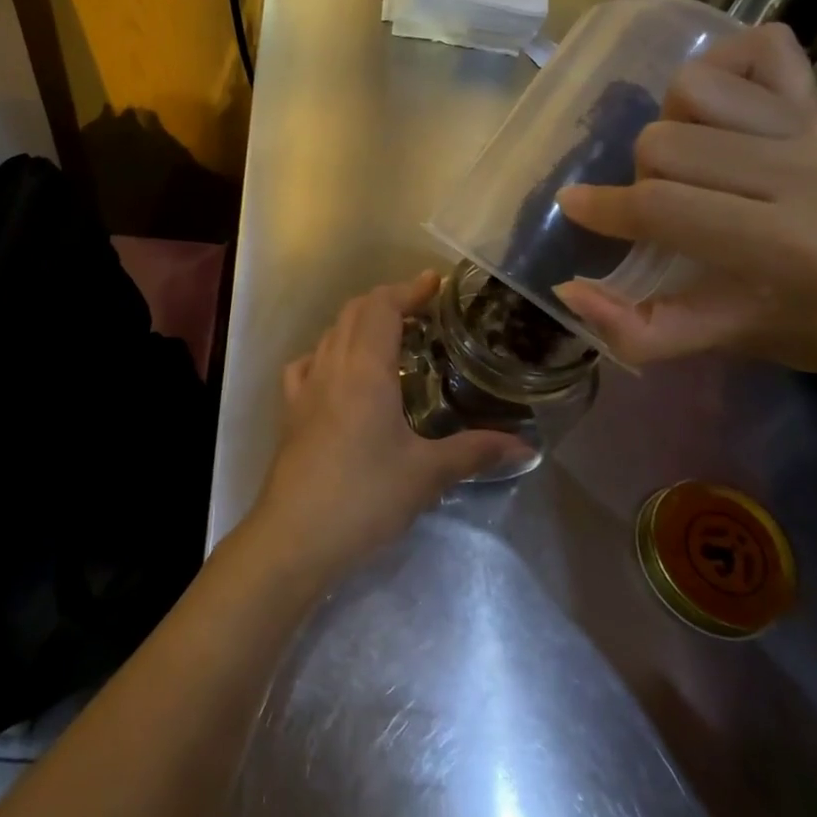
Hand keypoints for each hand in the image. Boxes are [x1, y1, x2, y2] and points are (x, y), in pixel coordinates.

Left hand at [245, 273, 528, 582]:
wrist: (295, 534)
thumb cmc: (365, 496)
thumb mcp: (426, 474)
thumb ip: (475, 452)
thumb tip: (526, 446)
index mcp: (365, 368)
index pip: (383, 307)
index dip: (409, 289)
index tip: (436, 282)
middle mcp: (331, 365)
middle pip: (355, 311)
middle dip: (388, 300)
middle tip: (422, 310)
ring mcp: (305, 386)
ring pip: (331, 333)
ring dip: (359, 323)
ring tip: (390, 338)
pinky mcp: (290, 410)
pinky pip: (307, 363)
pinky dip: (328, 352)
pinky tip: (340, 372)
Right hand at [552, 23, 816, 391]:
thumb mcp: (738, 344)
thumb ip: (644, 329)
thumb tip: (570, 292)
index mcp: (782, 242)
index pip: (661, 205)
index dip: (602, 209)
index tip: (574, 209)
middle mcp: (800, 171)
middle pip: (666, 142)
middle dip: (642, 178)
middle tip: (664, 209)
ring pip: (698, 87)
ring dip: (672, 122)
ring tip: (689, 160)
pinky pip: (764, 47)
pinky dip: (725, 64)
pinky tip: (720, 108)